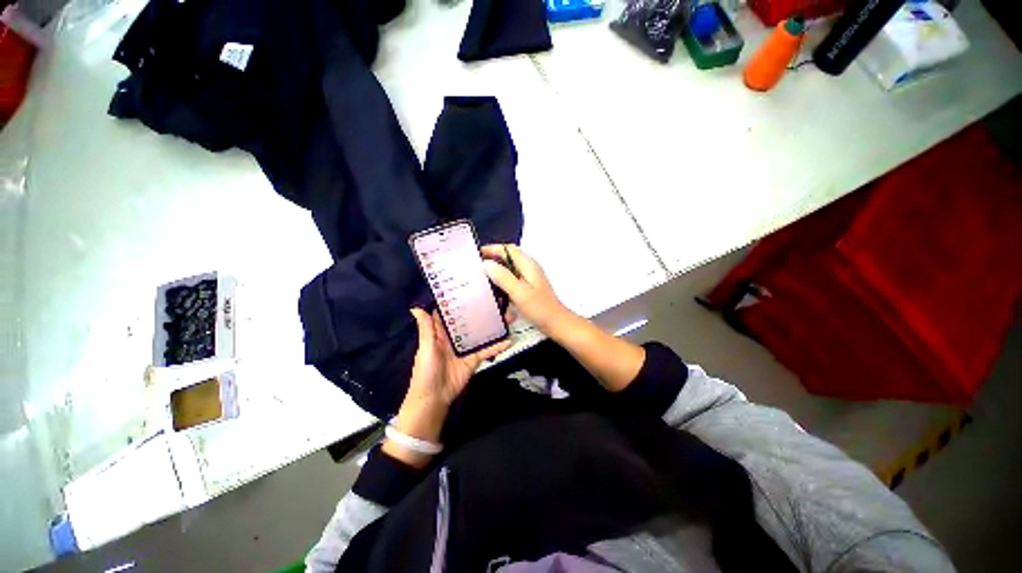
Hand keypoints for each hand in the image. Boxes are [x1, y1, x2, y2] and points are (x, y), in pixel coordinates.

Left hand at [384, 308, 510, 467]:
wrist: (434, 399)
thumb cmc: (426, 371)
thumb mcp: (425, 348)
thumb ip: (426, 329)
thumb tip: (415, 308)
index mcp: (441, 332)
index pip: (450, 314)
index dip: (458, 302)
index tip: (470, 288)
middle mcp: (455, 337)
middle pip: (470, 321)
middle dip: (481, 311)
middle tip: (496, 300)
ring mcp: (466, 348)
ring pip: (481, 333)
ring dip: (492, 326)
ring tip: (507, 316)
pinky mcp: (474, 359)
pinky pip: (487, 351)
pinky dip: (497, 346)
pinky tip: (509, 339)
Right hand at [482, 244, 569, 333]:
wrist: (556, 323)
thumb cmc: (539, 308)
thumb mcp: (519, 293)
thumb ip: (503, 277)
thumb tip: (486, 263)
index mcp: (528, 265)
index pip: (508, 249)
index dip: (492, 249)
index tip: (477, 254)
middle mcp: (529, 268)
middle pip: (508, 258)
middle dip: (493, 261)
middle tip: (477, 268)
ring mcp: (529, 278)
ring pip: (509, 271)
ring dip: (498, 275)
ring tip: (484, 282)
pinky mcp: (528, 288)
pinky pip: (512, 282)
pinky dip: (504, 287)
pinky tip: (498, 298)